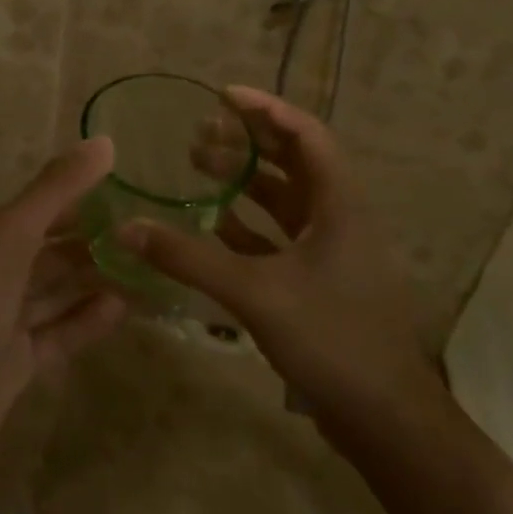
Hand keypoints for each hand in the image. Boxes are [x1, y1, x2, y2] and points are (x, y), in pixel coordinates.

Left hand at [0, 138, 127, 456]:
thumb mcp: (13, 235)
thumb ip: (57, 189)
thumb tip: (105, 141)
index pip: (42, 208)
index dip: (81, 198)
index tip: (128, 194)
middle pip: (52, 252)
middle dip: (94, 243)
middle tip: (146, 237)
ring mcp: (4, 322)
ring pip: (58, 293)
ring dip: (95, 281)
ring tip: (146, 271)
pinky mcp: (16, 364)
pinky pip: (60, 333)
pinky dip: (87, 321)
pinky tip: (123, 310)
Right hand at [119, 86, 437, 416]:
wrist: (385, 418)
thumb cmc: (331, 338)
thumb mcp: (255, 292)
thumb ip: (190, 258)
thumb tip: (128, 228)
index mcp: (339, 203)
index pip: (305, 134)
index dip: (265, 110)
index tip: (222, 95)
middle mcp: (339, 216)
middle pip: (294, 161)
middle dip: (248, 141)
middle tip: (200, 131)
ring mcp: (332, 249)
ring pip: (285, 199)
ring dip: (245, 181)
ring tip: (199, 166)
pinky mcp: (321, 279)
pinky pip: (280, 236)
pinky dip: (248, 224)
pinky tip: (212, 224)